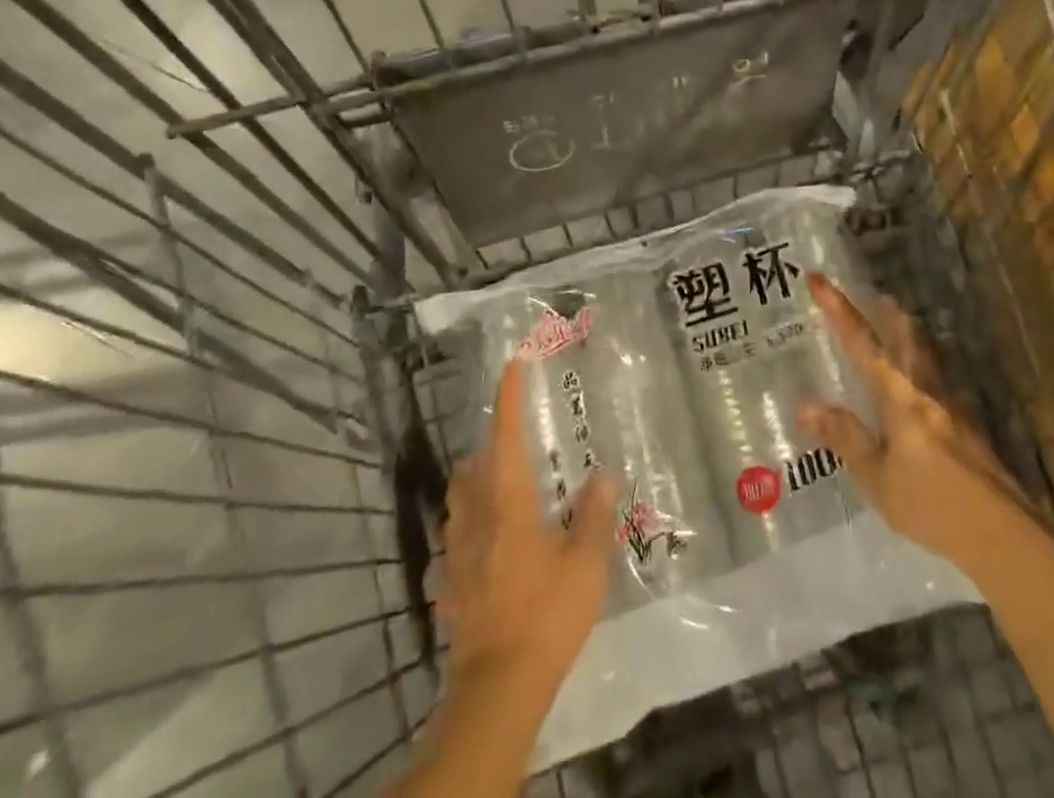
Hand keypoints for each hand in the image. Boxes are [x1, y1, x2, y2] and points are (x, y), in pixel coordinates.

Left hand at [439, 359, 616, 692]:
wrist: (496, 688)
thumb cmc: (545, 615)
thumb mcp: (585, 565)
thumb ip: (594, 515)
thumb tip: (603, 474)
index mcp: (506, 503)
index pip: (505, 436)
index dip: (508, 398)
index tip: (512, 364)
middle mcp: (475, 519)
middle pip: (471, 468)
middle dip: (488, 448)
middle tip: (516, 445)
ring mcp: (457, 555)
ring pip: (458, 503)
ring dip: (475, 486)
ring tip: (504, 490)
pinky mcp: (451, 586)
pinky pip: (457, 543)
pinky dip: (472, 531)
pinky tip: (492, 549)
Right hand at [797, 273, 1025, 568]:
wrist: (1005, 535)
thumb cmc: (933, 505)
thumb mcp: (878, 478)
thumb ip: (845, 439)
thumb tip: (805, 405)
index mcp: (900, 397)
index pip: (862, 344)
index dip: (838, 310)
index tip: (818, 279)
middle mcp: (927, 393)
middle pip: (907, 342)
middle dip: (890, 318)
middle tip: (880, 298)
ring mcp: (953, 410)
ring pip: (927, 360)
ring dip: (911, 340)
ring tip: (902, 327)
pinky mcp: (969, 432)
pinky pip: (940, 385)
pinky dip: (926, 372)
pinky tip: (927, 391)